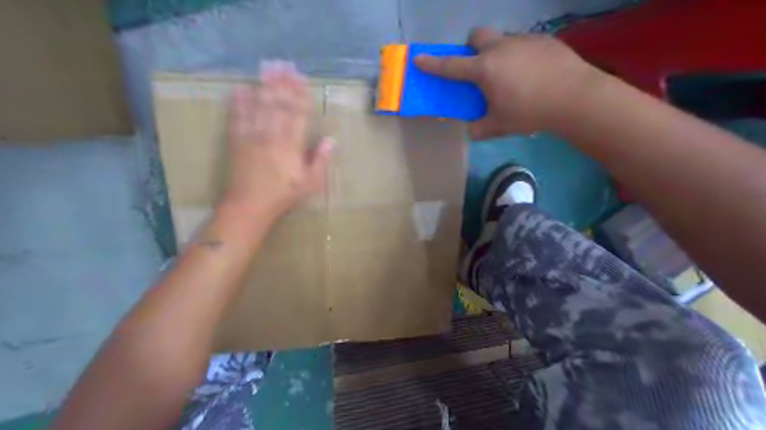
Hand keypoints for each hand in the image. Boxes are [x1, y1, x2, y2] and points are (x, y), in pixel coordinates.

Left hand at [222, 61, 329, 217]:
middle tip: (285, 65)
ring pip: (259, 106)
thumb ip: (320, 160)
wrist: (250, 205)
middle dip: (283, 84)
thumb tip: (331, 140)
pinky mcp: (237, 141)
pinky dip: (239, 102)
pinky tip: (241, 88)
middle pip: (278, 104)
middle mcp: (272, 135)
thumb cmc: (284, 195)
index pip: (298, 115)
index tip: (303, 79)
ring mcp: (252, 136)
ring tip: (268, 68)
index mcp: (291, 145)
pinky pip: (238, 117)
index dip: (301, 96)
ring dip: (264, 86)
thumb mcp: (311, 183)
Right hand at [416, 27, 607, 137]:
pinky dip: (521, 55)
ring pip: (502, 39)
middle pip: (477, 35)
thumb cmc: (530, 112)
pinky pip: (524, 44)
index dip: (432, 63)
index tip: (418, 58)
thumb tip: (471, 130)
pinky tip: (534, 73)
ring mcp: (524, 41)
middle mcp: (501, 48)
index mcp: (485, 69)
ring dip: (498, 52)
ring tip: (512, 74)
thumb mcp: (499, 127)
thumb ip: (479, 129)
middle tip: (480, 67)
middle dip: (472, 46)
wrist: (575, 97)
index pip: (452, 65)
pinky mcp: (544, 40)